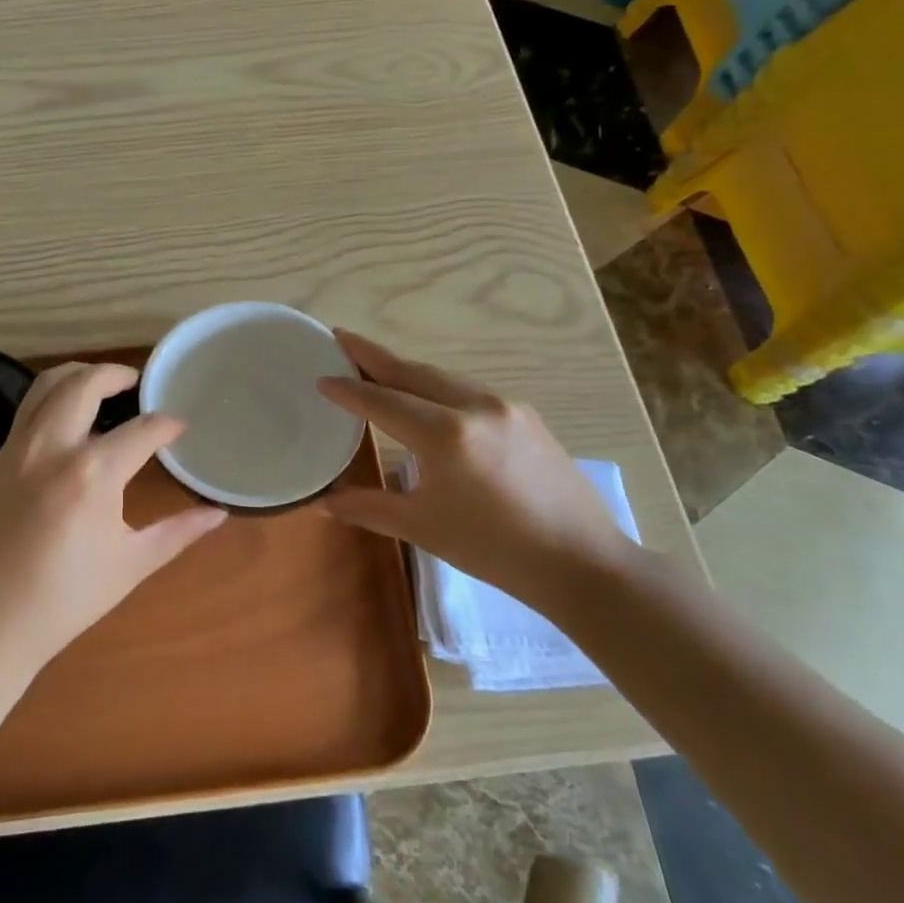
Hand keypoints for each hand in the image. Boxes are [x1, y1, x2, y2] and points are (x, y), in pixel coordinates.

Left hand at [0, 362, 227, 675]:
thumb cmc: (66, 599)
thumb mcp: (131, 565)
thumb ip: (179, 532)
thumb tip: (218, 513)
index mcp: (93, 473)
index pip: (142, 430)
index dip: (167, 424)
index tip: (180, 427)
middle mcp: (52, 447)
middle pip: (85, 383)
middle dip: (116, 374)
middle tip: (137, 383)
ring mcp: (17, 448)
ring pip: (47, 385)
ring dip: (79, 374)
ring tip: (101, 384)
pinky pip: (27, 409)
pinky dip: (52, 397)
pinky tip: (68, 419)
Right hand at [317, 331, 638, 611]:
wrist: (583, 563)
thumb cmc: (494, 550)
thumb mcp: (422, 528)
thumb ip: (368, 507)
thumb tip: (324, 502)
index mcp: (445, 434)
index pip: (383, 401)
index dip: (348, 388)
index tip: (321, 376)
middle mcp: (475, 406)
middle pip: (412, 371)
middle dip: (373, 355)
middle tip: (340, 339)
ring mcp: (505, 406)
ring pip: (442, 376)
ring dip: (405, 369)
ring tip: (375, 365)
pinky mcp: (525, 415)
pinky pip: (467, 389)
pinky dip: (436, 385)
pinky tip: (426, 396)